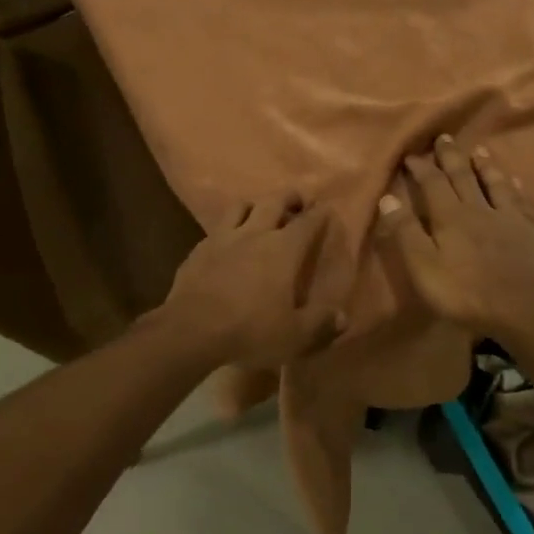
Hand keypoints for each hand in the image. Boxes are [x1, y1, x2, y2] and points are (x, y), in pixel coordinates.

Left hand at [163, 193, 347, 366]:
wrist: (190, 330)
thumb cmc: (250, 330)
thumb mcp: (294, 336)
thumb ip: (320, 324)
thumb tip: (342, 317)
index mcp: (283, 249)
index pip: (308, 222)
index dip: (319, 214)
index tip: (326, 208)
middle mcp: (255, 234)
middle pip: (274, 201)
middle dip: (289, 197)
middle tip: (298, 200)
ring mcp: (222, 238)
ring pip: (241, 207)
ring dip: (255, 205)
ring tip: (260, 213)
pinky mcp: (198, 250)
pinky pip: (216, 229)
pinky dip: (228, 229)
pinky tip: (227, 242)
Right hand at [375, 138, 533, 344]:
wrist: (523, 310)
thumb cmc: (465, 293)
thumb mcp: (424, 267)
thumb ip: (406, 232)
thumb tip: (387, 198)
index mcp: (450, 217)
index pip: (432, 184)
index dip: (421, 168)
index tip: (411, 154)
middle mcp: (479, 209)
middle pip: (463, 176)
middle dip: (451, 157)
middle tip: (444, 137)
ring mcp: (508, 218)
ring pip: (494, 183)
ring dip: (485, 165)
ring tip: (479, 150)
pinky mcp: (529, 232)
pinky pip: (522, 202)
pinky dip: (516, 189)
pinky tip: (516, 182)